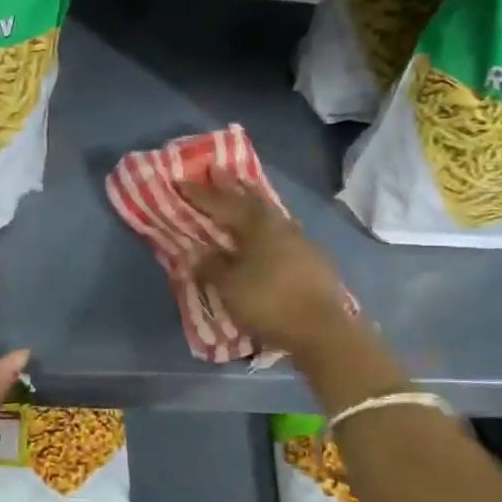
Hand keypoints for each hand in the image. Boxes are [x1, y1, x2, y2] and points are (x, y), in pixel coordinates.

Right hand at [180, 170, 353, 358]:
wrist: (322, 330)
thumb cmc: (269, 302)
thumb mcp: (230, 286)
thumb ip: (212, 266)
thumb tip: (197, 251)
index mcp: (256, 225)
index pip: (221, 204)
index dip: (199, 194)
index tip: (180, 180)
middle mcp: (279, 225)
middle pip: (251, 199)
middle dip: (231, 186)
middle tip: (216, 171)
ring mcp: (300, 240)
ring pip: (271, 213)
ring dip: (253, 201)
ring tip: (242, 192)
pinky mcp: (313, 259)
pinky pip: (283, 231)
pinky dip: (268, 225)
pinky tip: (267, 231)